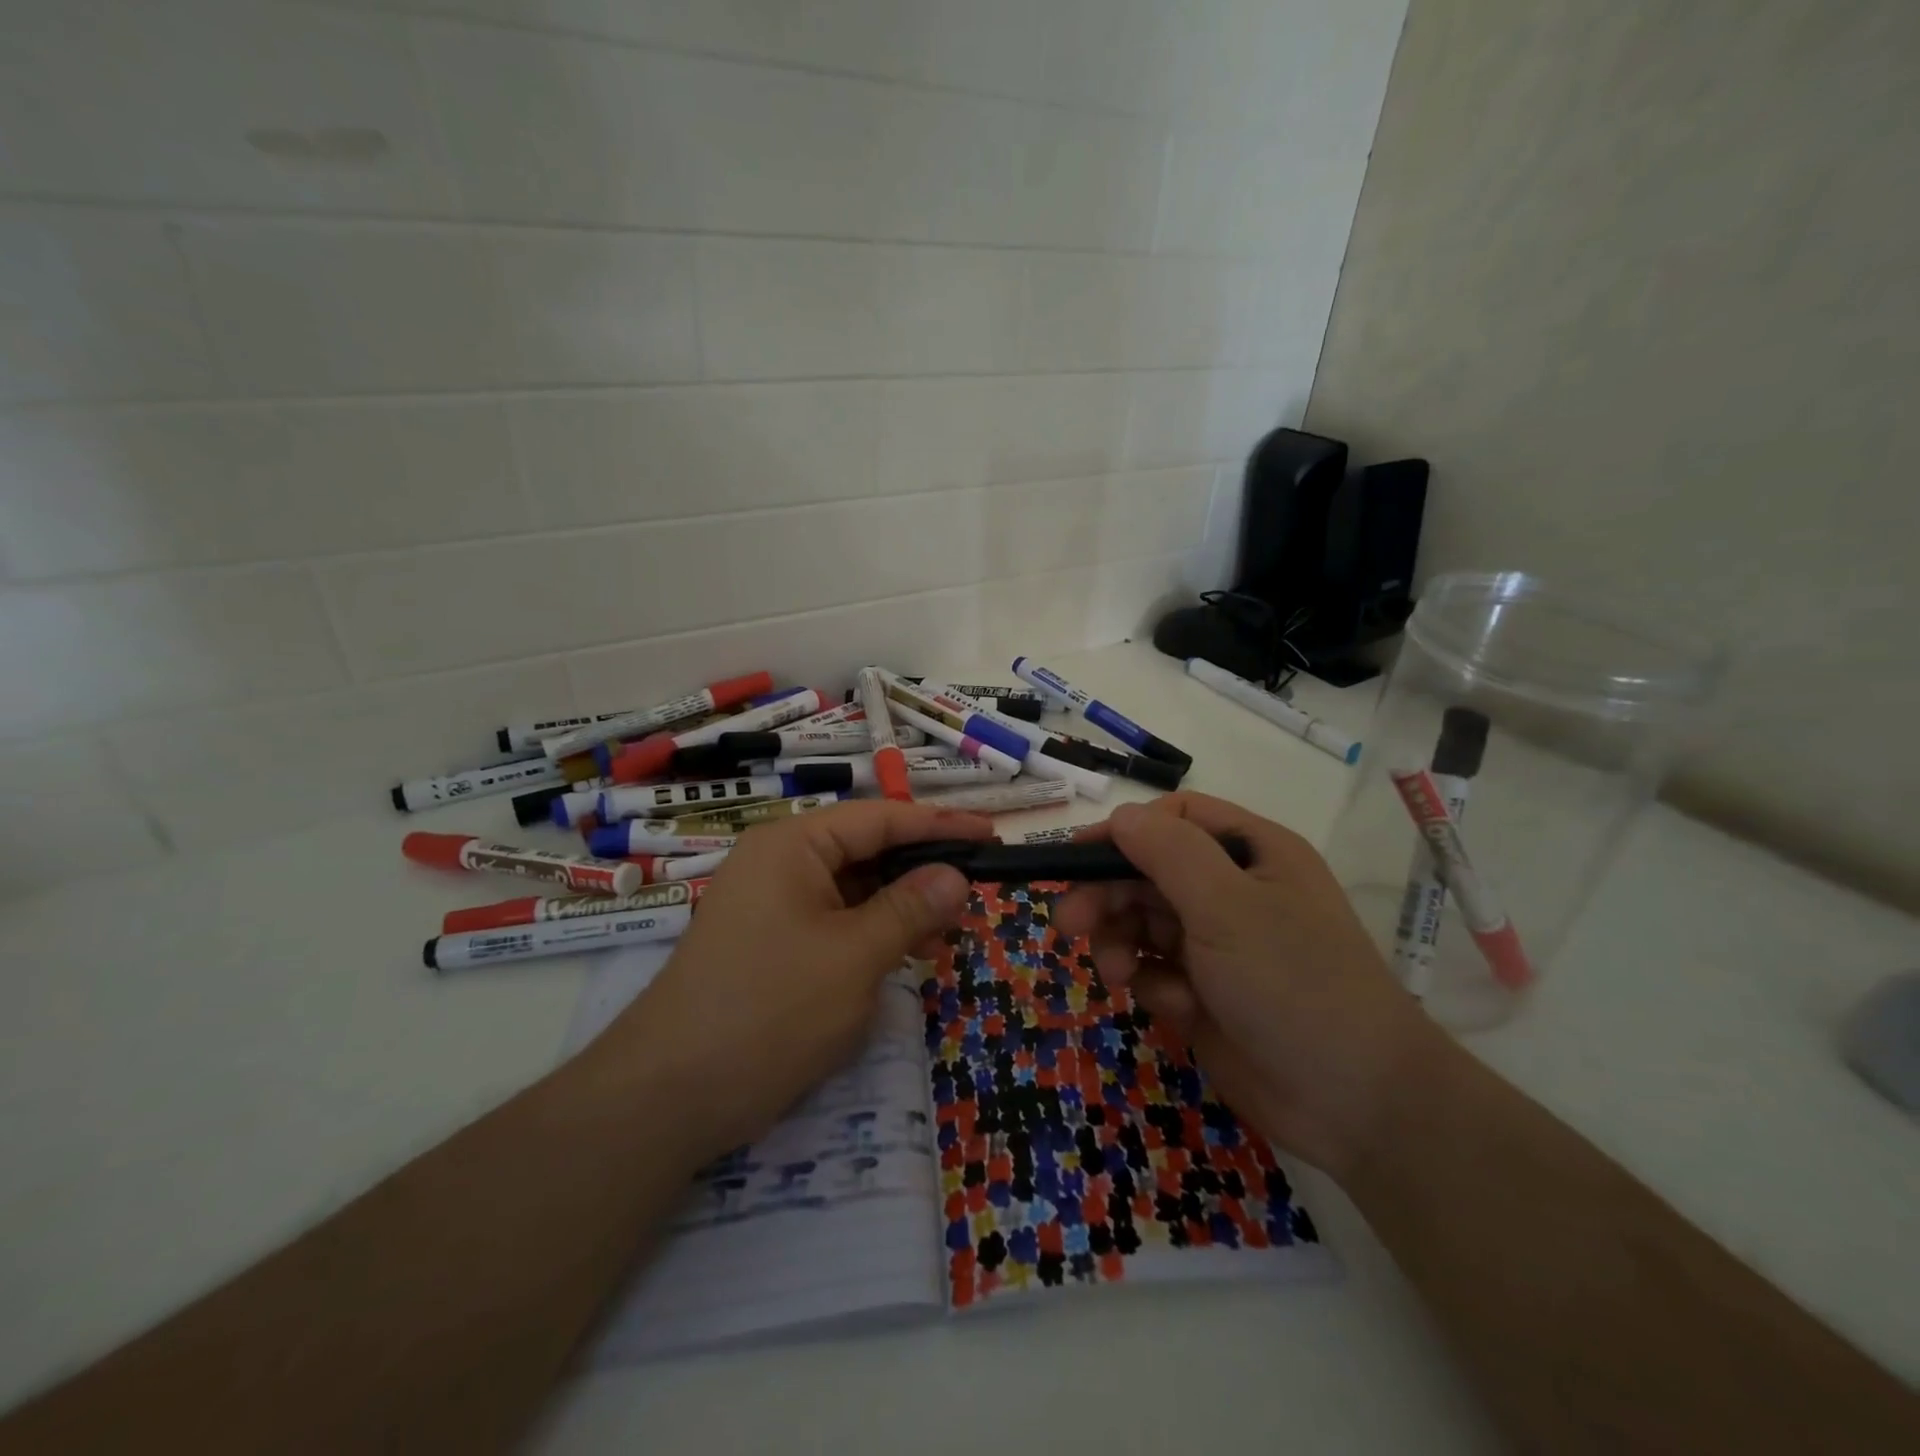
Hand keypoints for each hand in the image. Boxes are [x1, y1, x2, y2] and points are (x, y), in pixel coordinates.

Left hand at [580, 801, 989, 1159]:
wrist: (668, 1097)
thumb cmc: (770, 1010)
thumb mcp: (854, 956)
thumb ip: (910, 909)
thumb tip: (955, 876)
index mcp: (793, 845)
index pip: (880, 818)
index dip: (940, 826)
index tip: (990, 836)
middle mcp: (779, 864)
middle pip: (866, 851)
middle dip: (921, 873)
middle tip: (976, 895)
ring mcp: (771, 906)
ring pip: (853, 891)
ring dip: (901, 909)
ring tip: (950, 934)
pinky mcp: (771, 946)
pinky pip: (834, 924)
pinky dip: (873, 936)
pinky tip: (908, 957)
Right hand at [1054, 793, 1451, 1181]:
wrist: (1354, 1104)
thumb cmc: (1293, 984)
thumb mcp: (1227, 907)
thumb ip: (1168, 852)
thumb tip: (1119, 816)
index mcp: (1250, 852)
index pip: (1173, 819)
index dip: (1122, 833)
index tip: (1074, 859)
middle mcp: (1233, 890)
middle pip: (1147, 872)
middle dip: (1107, 896)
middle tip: (1068, 925)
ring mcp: (1218, 943)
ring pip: (1142, 922)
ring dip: (1122, 944)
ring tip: (1118, 975)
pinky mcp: (1204, 992)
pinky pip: (1155, 970)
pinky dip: (1154, 985)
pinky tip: (1177, 1009)